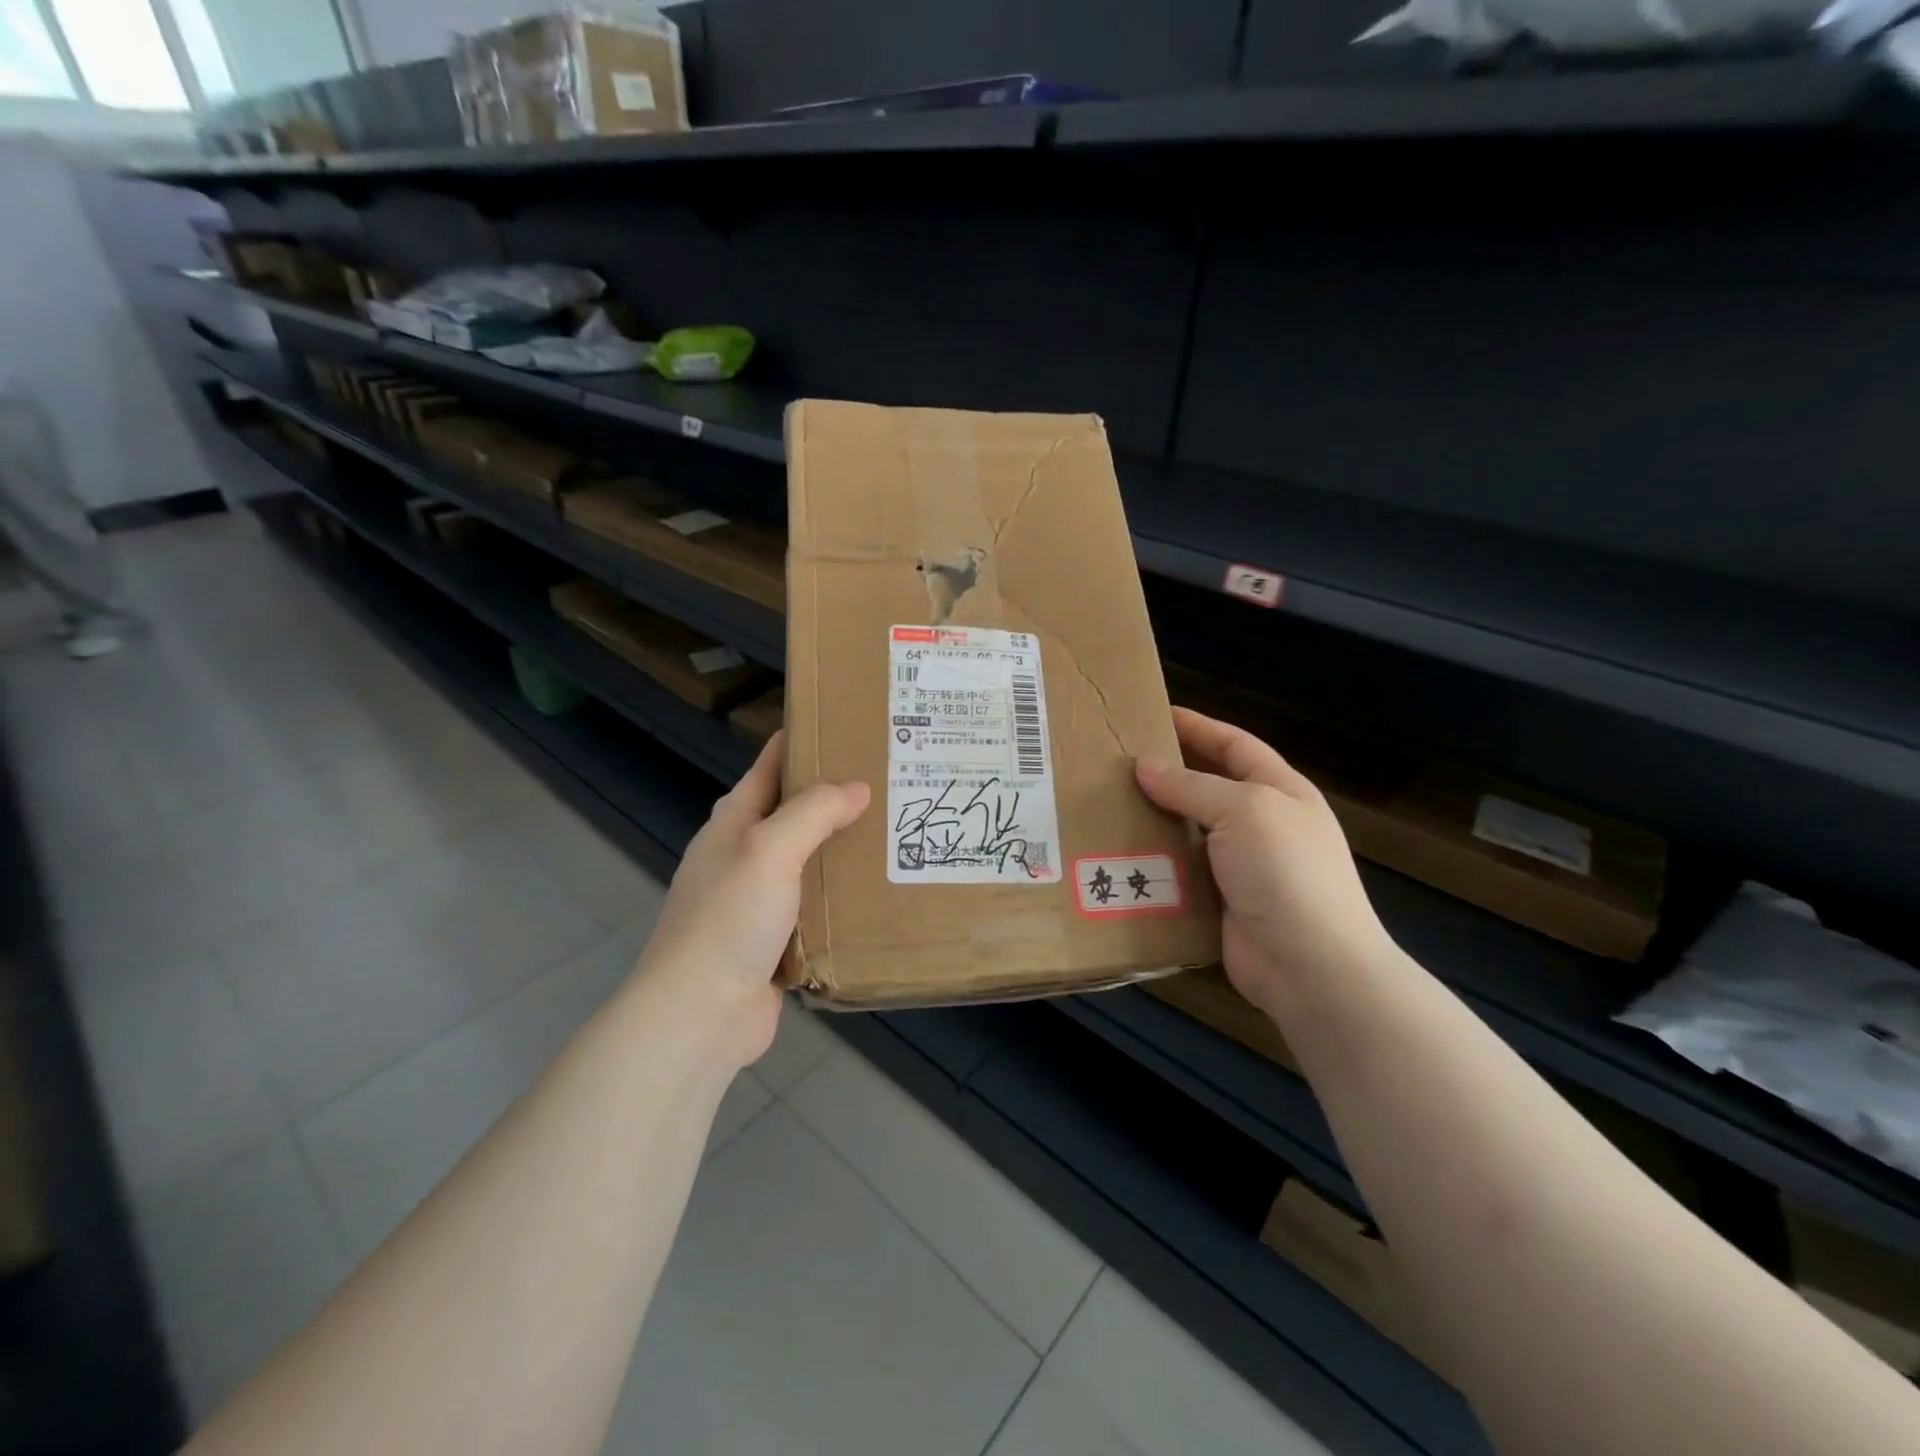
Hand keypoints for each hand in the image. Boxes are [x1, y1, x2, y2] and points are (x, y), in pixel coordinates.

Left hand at [637, 732, 869, 1066]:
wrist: (699, 1016)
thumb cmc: (728, 921)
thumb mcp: (769, 850)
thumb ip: (813, 812)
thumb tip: (857, 788)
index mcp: (735, 820)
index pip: (774, 762)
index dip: (808, 738)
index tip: (856, 725)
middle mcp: (746, 852)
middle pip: (797, 810)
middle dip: (840, 795)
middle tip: (895, 780)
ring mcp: (759, 898)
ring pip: (811, 858)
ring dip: (846, 847)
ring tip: (900, 831)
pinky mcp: (776, 938)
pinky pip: (817, 904)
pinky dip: (843, 894)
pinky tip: (880, 891)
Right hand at [1136, 708, 1392, 1020]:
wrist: (1311, 966)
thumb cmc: (1285, 872)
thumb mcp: (1243, 811)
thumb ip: (1192, 786)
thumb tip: (1145, 766)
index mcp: (1279, 791)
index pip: (1234, 746)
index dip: (1198, 727)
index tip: (1154, 714)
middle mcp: (1261, 825)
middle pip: (1207, 788)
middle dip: (1167, 774)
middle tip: (1116, 763)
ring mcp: (1240, 867)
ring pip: (1187, 832)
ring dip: (1152, 821)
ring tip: (1105, 805)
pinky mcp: (1218, 903)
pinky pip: (1178, 874)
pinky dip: (1152, 863)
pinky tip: (1116, 854)